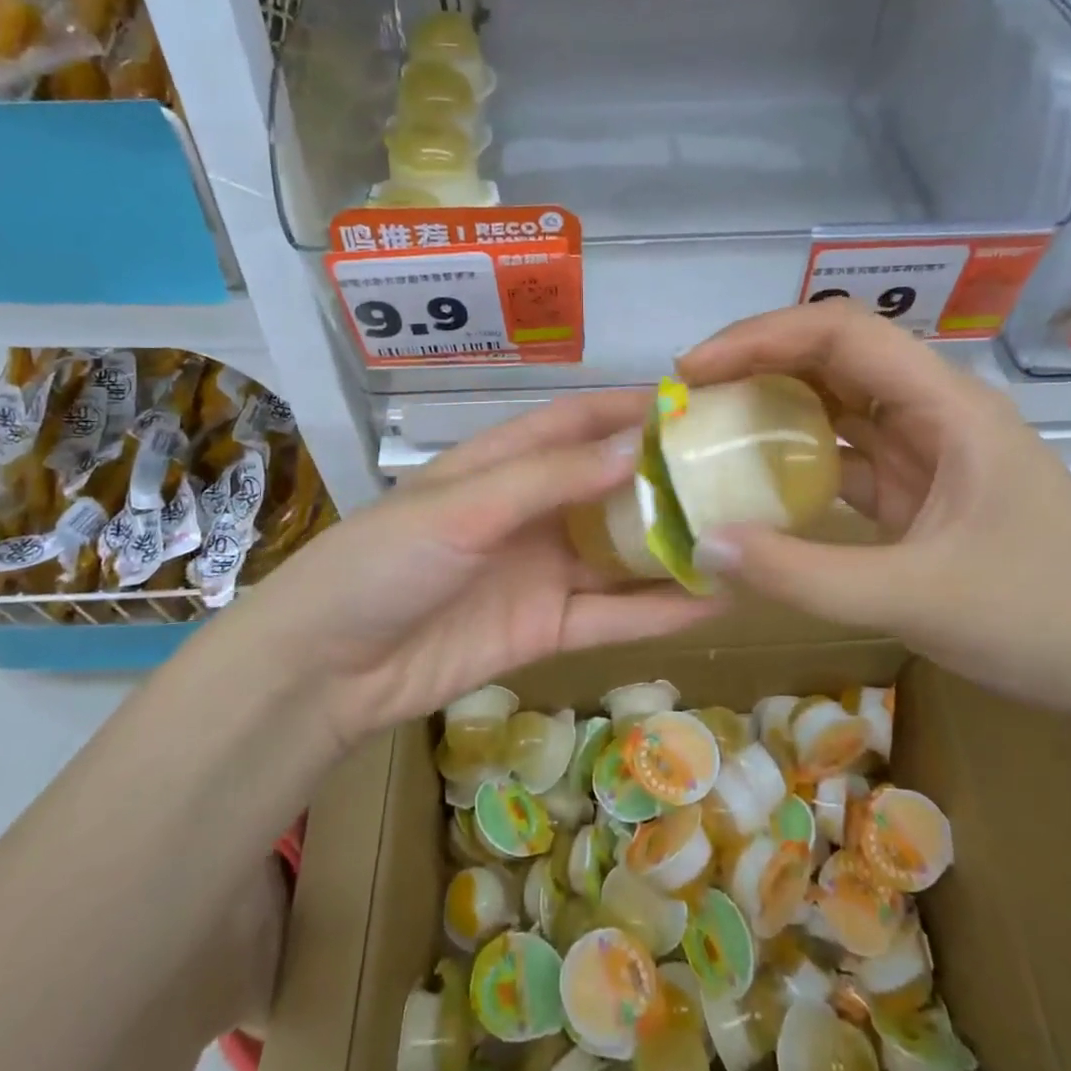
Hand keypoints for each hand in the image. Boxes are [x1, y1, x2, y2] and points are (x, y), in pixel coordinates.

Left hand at [222, 391, 719, 749]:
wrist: (327, 667)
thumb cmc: (385, 561)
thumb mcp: (464, 506)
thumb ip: (550, 477)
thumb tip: (638, 446)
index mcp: (503, 465)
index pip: (578, 423)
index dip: (632, 410)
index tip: (697, 403)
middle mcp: (530, 512)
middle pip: (610, 488)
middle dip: (667, 480)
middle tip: (741, 473)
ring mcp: (542, 573)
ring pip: (621, 554)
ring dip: (672, 547)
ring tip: (743, 537)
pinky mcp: (547, 629)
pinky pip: (613, 616)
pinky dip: (659, 610)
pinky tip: (713, 601)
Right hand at [676, 301, 1070, 723]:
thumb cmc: (1044, 620)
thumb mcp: (914, 598)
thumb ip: (803, 575)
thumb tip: (703, 543)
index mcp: (948, 407)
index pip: (842, 334)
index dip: (760, 338)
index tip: (695, 370)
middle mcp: (936, 414)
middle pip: (835, 358)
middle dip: (757, 366)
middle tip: (689, 400)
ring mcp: (929, 454)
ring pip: (838, 407)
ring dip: (774, 411)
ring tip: (707, 431)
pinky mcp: (920, 494)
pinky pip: (846, 459)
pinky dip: (797, 463)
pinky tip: (755, 485)